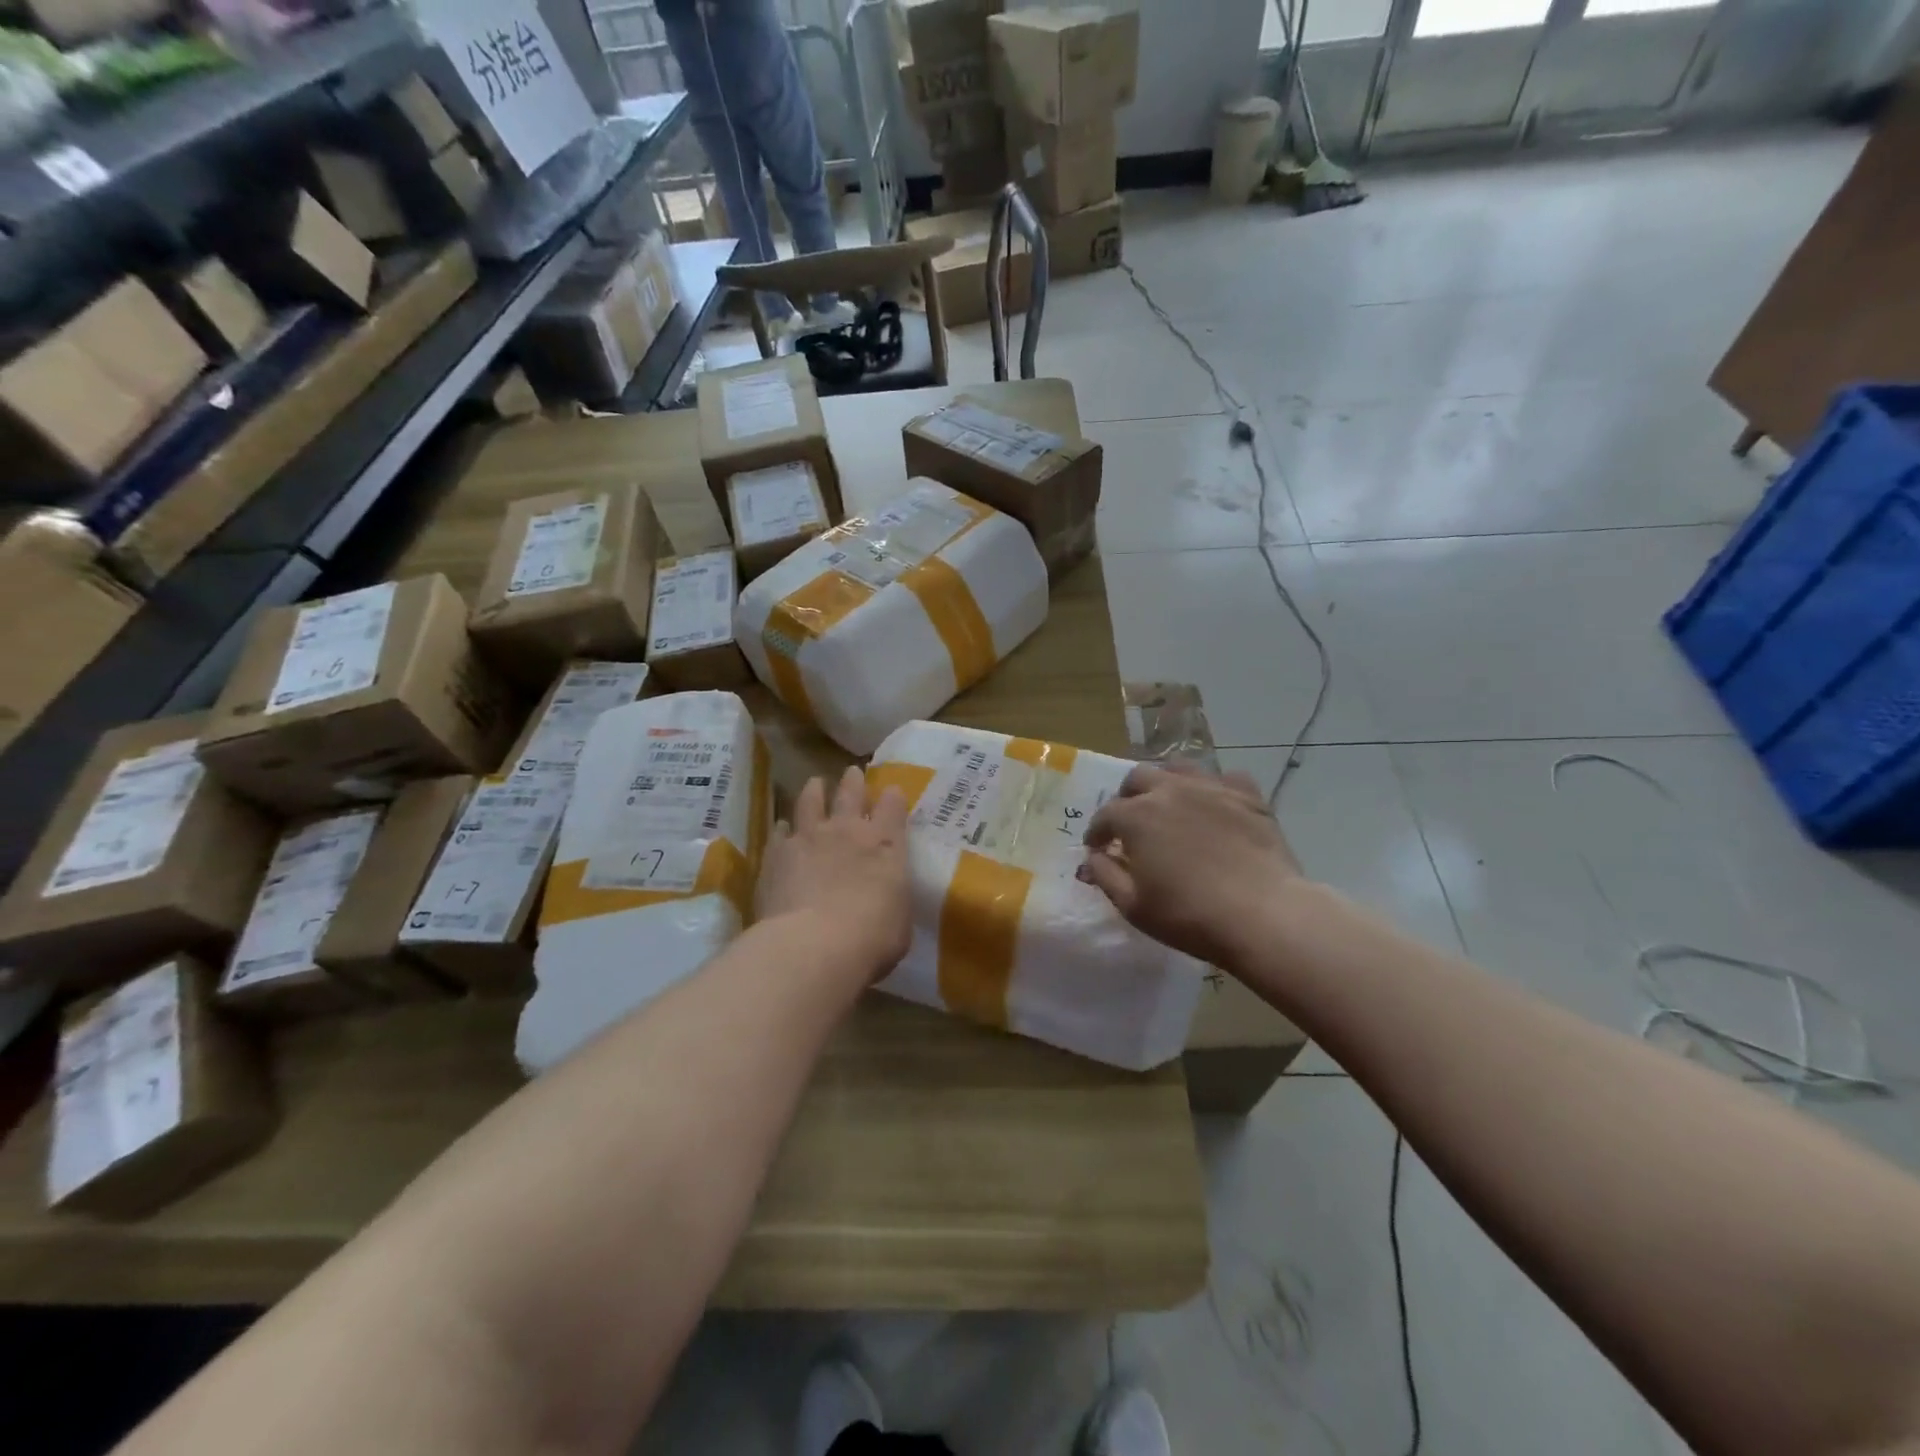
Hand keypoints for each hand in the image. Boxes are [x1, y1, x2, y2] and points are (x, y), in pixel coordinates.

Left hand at [757, 766, 911, 981]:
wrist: (814, 945)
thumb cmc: (872, 938)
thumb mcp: (899, 921)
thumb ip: (892, 900)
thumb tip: (885, 899)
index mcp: (886, 845)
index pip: (893, 807)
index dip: (893, 797)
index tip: (891, 791)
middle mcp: (847, 831)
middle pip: (851, 794)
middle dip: (853, 782)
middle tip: (852, 772)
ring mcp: (809, 838)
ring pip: (811, 802)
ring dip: (814, 790)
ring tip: (815, 783)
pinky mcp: (777, 854)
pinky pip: (780, 832)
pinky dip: (783, 829)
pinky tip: (782, 828)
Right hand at [1082, 763, 1303, 967]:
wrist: (1263, 914)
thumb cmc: (1189, 915)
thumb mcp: (1133, 906)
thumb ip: (1105, 875)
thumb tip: (1093, 857)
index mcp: (1136, 815)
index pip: (1105, 815)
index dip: (1098, 832)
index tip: (1098, 848)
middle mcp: (1170, 790)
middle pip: (1137, 778)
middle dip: (1127, 798)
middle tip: (1131, 824)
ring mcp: (1211, 788)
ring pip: (1179, 768)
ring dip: (1166, 783)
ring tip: (1169, 805)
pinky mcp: (1248, 795)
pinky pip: (1224, 778)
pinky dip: (1213, 789)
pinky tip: (1214, 807)